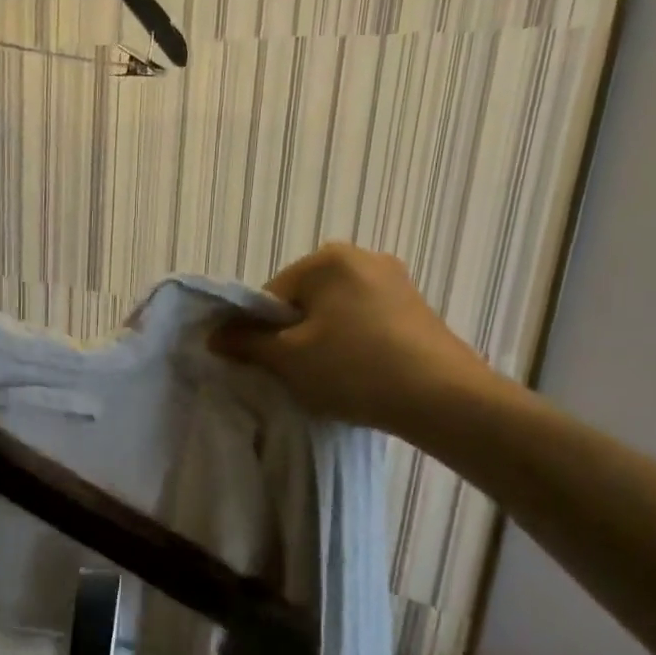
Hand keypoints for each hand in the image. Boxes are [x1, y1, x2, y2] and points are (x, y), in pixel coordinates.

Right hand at [211, 243, 499, 437]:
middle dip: (294, 335)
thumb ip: (245, 343)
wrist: (442, 397)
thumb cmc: (353, 369)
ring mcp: (396, 280)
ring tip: (330, 378)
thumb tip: (214, 334)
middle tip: (298, 374)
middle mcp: (364, 257)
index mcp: (328, 259)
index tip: (268, 366)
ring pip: (335, 313)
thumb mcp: (287, 359)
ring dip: (323, 341)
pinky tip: (360, 373)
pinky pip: (365, 322)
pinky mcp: (417, 307)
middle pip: (304, 301)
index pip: (270, 296)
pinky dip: (353, 344)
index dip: (260, 334)